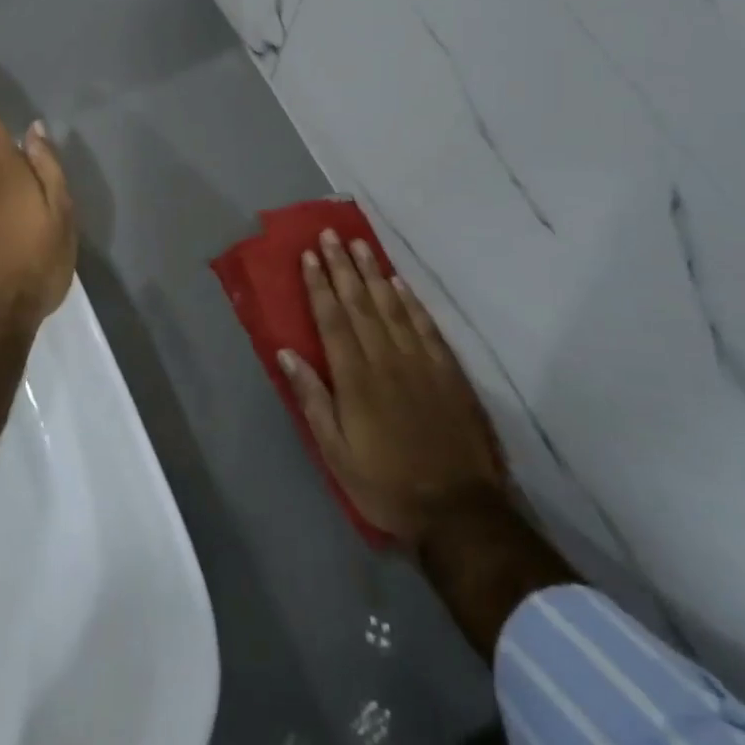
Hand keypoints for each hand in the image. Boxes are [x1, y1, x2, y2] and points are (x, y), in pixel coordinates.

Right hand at [280, 230, 508, 544]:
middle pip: (360, 303)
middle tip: (331, 235)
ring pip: (392, 307)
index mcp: (355, 379)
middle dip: (343, 267)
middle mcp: (386, 360)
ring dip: (374, 273)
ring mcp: (420, 362)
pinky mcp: (447, 371)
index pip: (333, 319)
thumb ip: (313, 399)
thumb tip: (287, 353)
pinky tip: (399, 283)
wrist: (457, 509)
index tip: (309, 255)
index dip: (320, 285)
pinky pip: (426, 326)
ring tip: (360, 245)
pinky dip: (410, 301)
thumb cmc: (385, 484)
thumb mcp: (336, 453)